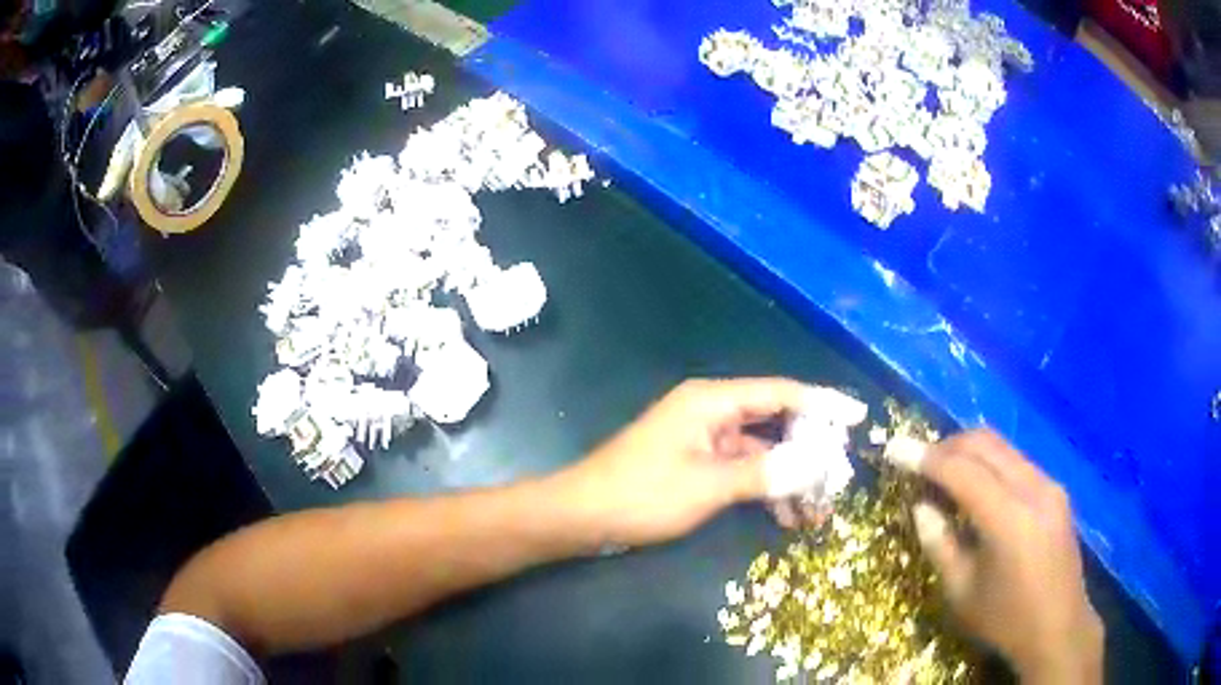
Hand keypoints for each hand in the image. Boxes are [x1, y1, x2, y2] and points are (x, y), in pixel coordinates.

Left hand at [551, 378, 817, 547]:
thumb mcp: (708, 486)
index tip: (858, 418)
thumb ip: (765, 473)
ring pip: (761, 451)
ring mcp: (704, 439)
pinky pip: (742, 469)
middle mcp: (712, 411)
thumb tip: (817, 464)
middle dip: (809, 451)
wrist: (582, 516)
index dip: (823, 404)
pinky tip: (785, 517)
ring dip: (788, 477)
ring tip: (818, 508)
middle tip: (839, 478)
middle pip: (775, 422)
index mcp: (712, 401)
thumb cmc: (642, 495)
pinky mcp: (696, 463)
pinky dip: (764, 488)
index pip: (781, 392)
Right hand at [894, 430, 1103, 683]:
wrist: (1058, 627)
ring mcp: (1049, 485)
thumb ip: (940, 545)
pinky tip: (977, 486)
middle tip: (917, 459)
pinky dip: (990, 463)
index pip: (962, 471)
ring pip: (1003, 447)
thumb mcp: (961, 593)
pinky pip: (1017, 461)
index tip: (894, 448)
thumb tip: (921, 507)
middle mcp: (1034, 488)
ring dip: (969, 451)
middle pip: (985, 444)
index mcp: (1009, 519)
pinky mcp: (1056, 491)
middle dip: (947, 445)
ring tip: (942, 471)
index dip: (925, 457)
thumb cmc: (1005, 619)